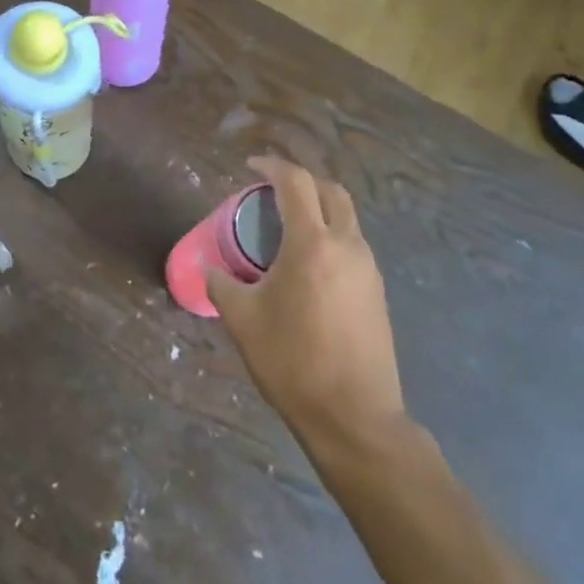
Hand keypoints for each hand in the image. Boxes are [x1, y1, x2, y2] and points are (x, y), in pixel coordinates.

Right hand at [204, 156, 407, 450]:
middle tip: (273, 191)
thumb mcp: (242, 319)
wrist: (354, 416)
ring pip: (347, 219)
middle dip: (302, 181)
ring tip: (287, 228)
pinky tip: (308, 265)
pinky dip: (330, 236)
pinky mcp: (377, 292)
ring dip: (319, 210)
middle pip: (331, 192)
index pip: (295, 183)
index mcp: (312, 244)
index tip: (251, 166)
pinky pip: (353, 246)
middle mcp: (347, 246)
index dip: (272, 167)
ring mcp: (368, 269)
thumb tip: (206, 266)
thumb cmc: (292, 361)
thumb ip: (220, 283)